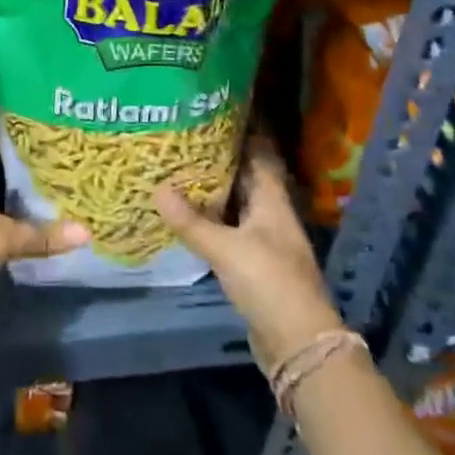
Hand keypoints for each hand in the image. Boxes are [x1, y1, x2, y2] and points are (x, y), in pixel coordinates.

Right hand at [155, 137, 343, 371]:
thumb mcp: (226, 249)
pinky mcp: (255, 264)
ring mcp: (264, 240)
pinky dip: (211, 219)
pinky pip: (229, 230)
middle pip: (245, 177)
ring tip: (178, 168)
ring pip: (236, 204)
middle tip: (184, 136)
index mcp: (272, 200)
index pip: (259, 153)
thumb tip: (156, 187)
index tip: (215, 109)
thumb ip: (191, 221)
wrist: (298, 344)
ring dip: (213, 190)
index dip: (242, 131)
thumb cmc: (268, 283)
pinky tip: (187, 214)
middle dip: (219, 158)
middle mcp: (271, 214)